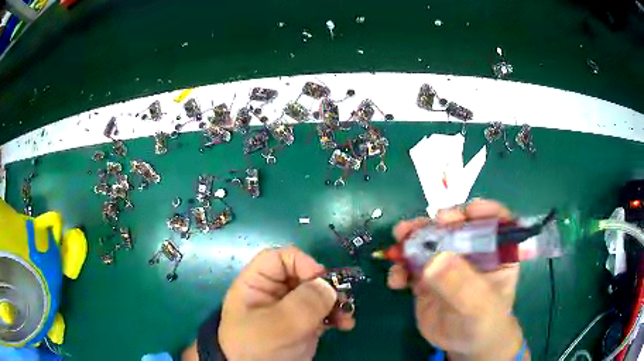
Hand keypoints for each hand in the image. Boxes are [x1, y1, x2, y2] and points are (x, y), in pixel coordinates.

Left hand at [218, 246, 354, 360]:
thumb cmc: (258, 348)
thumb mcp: (276, 325)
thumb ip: (303, 304)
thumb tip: (329, 286)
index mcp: (257, 285)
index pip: (279, 259)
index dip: (301, 262)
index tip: (321, 279)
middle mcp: (274, 293)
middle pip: (303, 275)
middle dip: (326, 285)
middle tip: (341, 299)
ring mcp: (290, 310)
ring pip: (317, 294)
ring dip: (336, 302)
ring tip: (346, 315)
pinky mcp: (303, 325)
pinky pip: (324, 313)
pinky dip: (337, 316)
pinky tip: (345, 325)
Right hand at [388, 200, 526, 360]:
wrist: (463, 344)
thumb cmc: (483, 322)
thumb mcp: (478, 306)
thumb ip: (461, 284)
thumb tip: (434, 260)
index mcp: (496, 252)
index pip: (496, 222)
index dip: (484, 211)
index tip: (468, 212)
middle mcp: (472, 251)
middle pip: (457, 227)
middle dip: (437, 223)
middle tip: (419, 224)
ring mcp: (448, 263)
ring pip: (430, 242)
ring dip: (412, 238)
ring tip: (399, 238)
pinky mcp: (428, 277)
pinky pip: (412, 266)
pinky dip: (400, 267)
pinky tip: (395, 280)